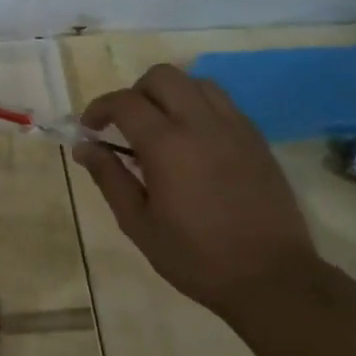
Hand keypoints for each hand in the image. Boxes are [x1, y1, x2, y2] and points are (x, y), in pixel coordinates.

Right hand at [72, 64, 321, 316]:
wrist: (272, 278)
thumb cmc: (195, 256)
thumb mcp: (137, 222)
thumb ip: (109, 177)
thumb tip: (83, 147)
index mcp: (167, 145)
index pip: (124, 101)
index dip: (99, 108)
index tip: (89, 129)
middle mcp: (201, 124)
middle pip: (162, 76)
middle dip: (135, 92)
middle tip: (126, 125)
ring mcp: (235, 128)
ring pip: (196, 82)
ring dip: (170, 95)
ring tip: (161, 128)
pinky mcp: (256, 139)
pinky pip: (222, 103)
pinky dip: (199, 108)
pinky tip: (193, 142)